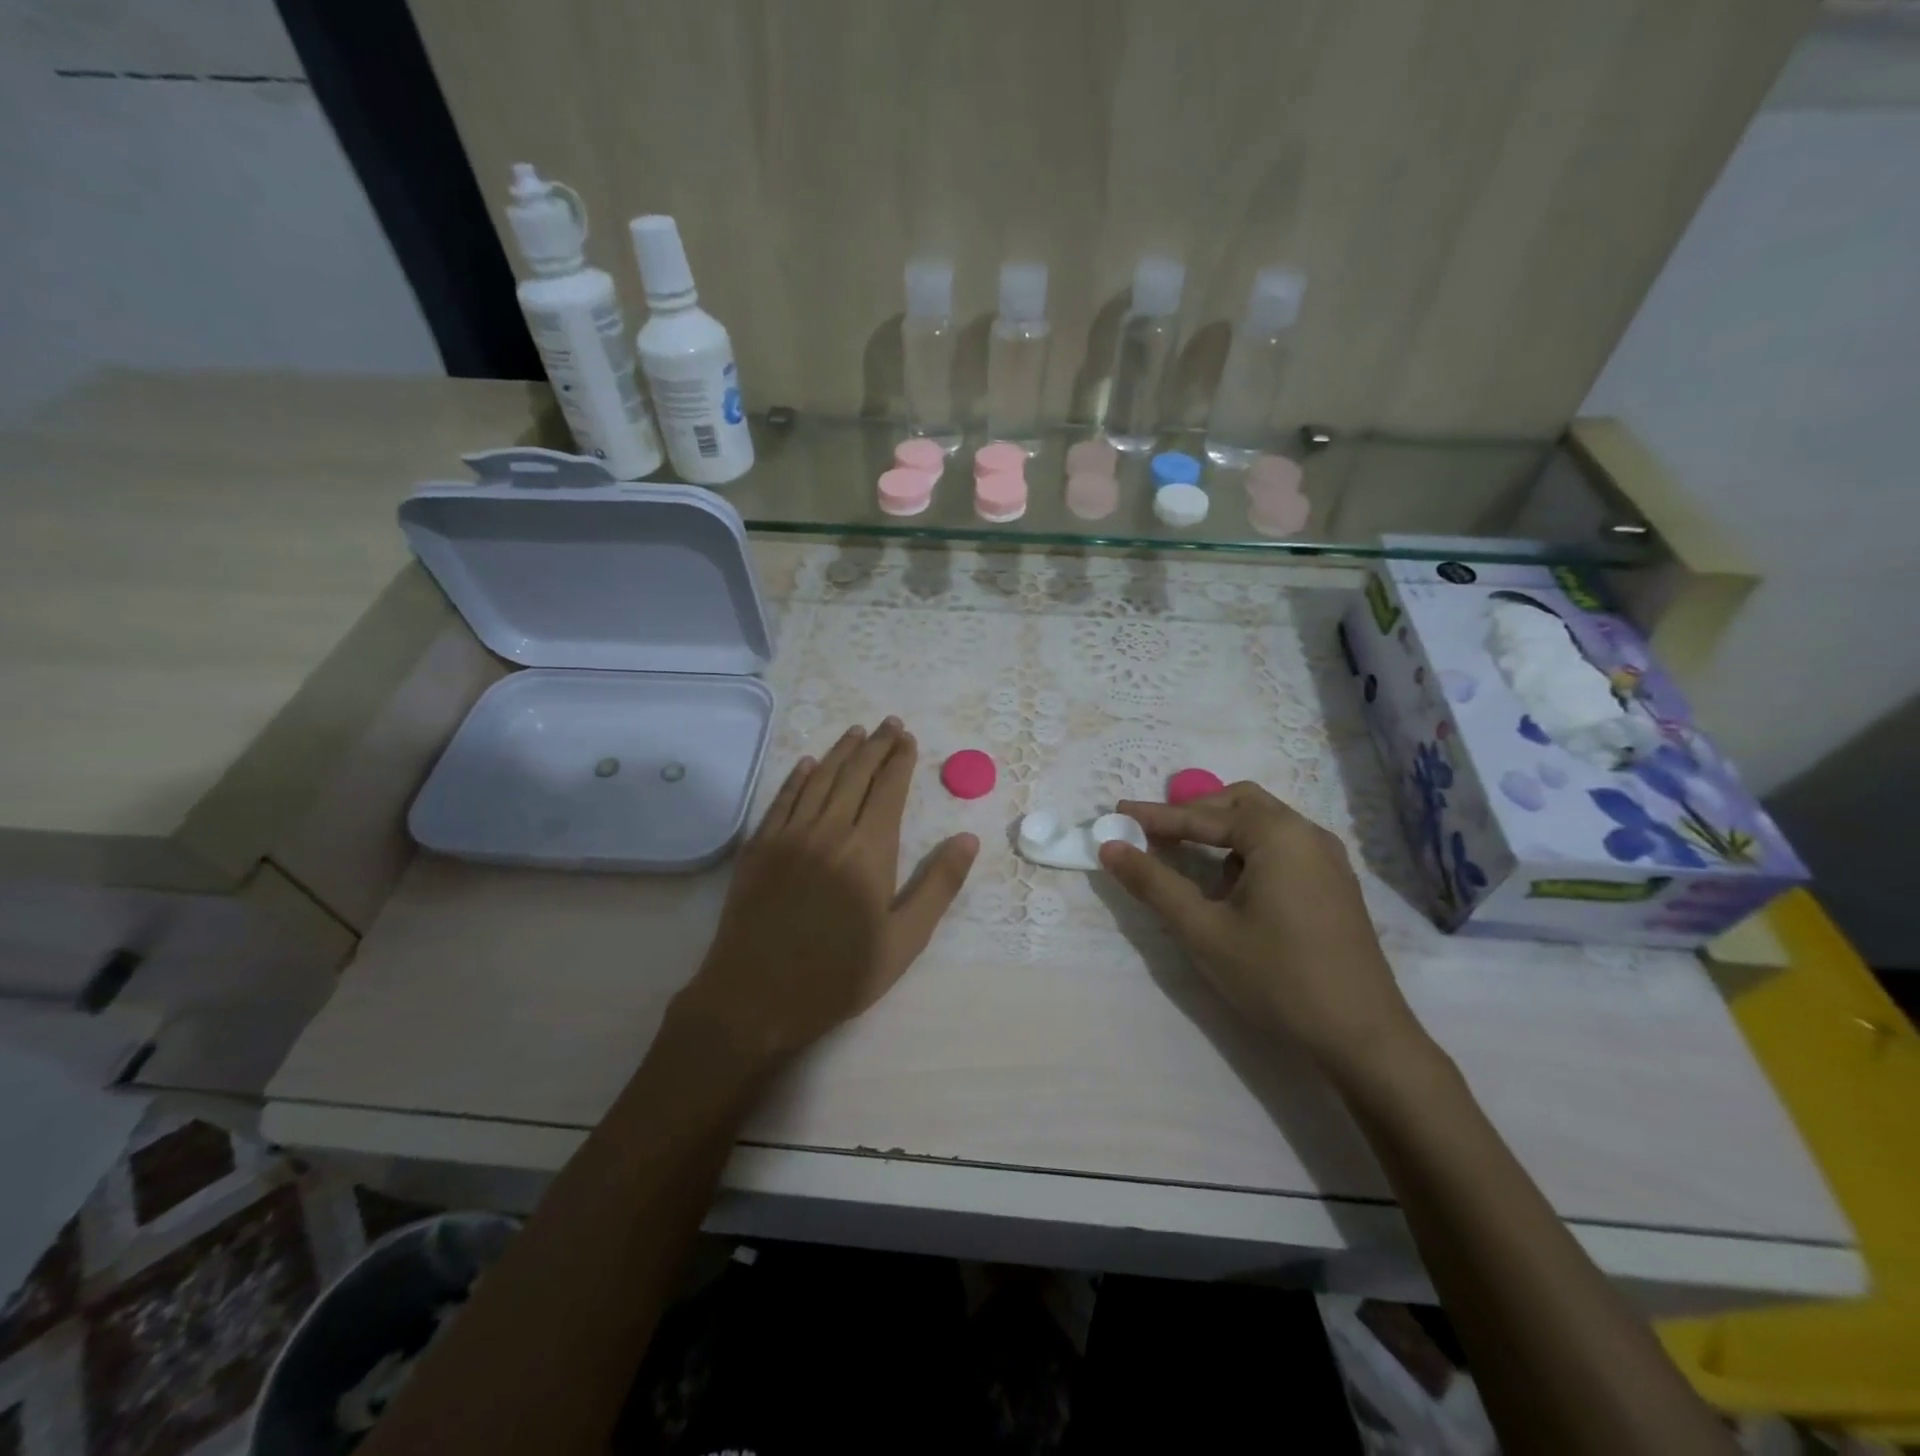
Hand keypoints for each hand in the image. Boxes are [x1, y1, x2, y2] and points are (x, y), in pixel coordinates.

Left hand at [673, 719, 978, 1064]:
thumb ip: (938, 885)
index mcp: (869, 849)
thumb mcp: (905, 940)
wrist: (756, 996)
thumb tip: (968, 838)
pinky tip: (806, 763)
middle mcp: (829, 829)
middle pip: (855, 774)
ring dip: (840, 752)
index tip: (909, 739)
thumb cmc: (840, 974)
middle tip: (889, 723)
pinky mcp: (759, 847)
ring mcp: (789, 835)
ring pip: (819, 779)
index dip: (901, 760)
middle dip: (876, 746)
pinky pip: (782, 799)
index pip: (889, 789)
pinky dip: (797, 777)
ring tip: (857, 732)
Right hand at [1099, 782, 1424, 1073]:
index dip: (1155, 816)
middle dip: (1193, 815)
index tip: (1117, 814)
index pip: (1202, 816)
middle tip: (1154, 833)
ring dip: (1221, 833)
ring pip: (1263, 825)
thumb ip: (1154, 883)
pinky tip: (1233, 889)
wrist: (1362, 1036)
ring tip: (1189, 861)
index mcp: (1278, 835)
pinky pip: (1282, 848)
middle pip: (1239, 805)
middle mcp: (1307, 834)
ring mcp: (1328, 860)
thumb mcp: (1203, 930)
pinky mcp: (1334, 885)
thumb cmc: (1276, 977)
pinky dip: (1247, 851)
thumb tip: (1111, 847)